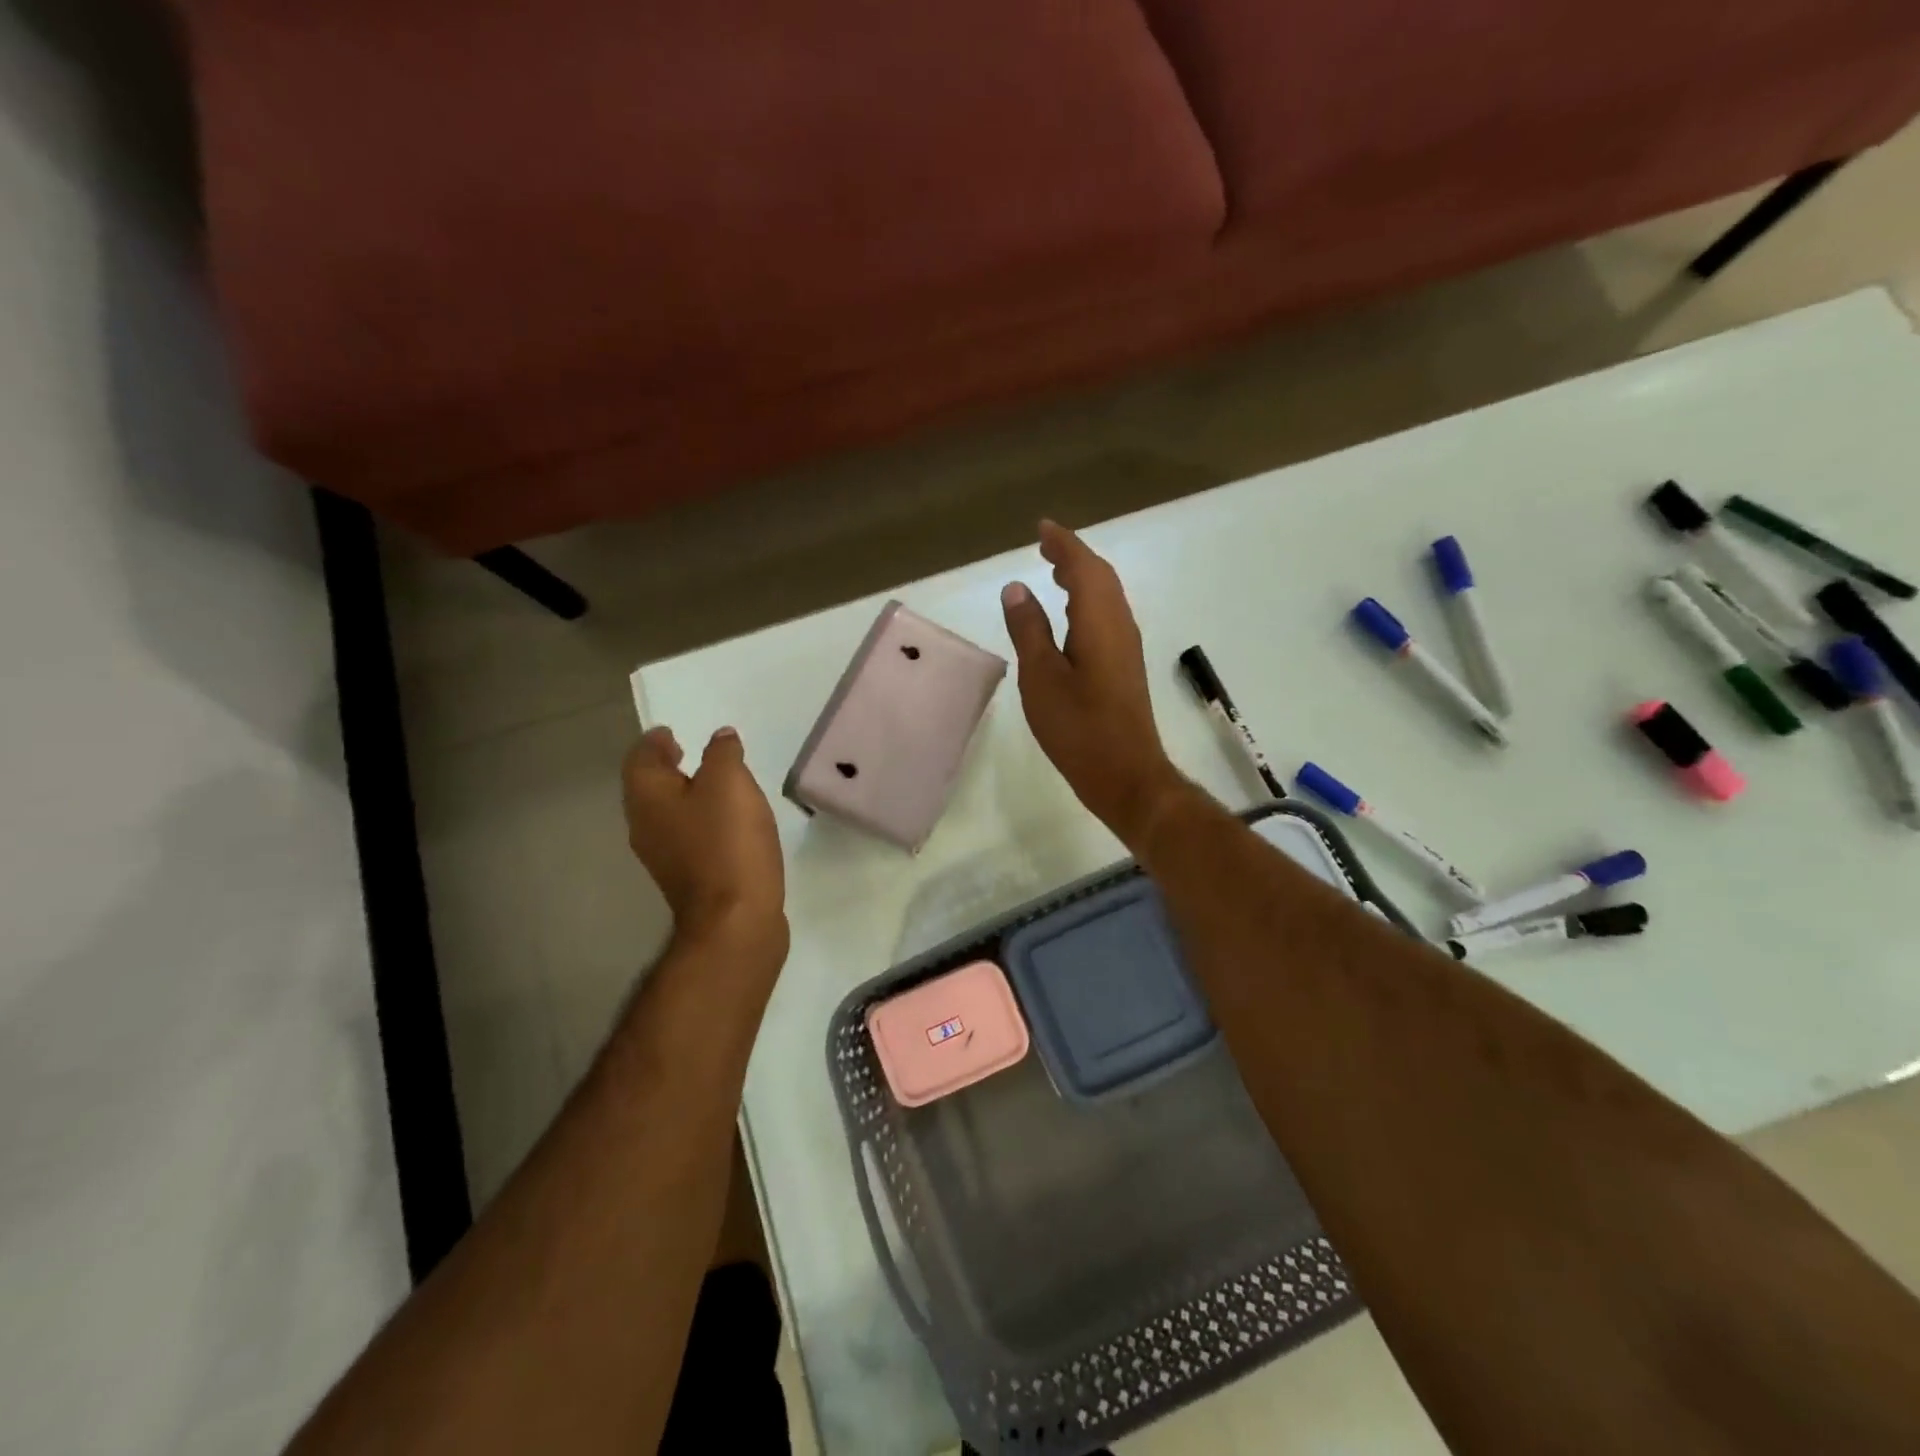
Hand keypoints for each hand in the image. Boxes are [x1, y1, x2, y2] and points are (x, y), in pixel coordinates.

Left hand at [622, 726, 787, 964]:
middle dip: (665, 768)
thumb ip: (723, 754)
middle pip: (647, 788)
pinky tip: (725, 822)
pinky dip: (699, 821)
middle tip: (688, 752)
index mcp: (647, 797)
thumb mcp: (730, 782)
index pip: (640, 758)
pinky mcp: (688, 878)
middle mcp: (645, 826)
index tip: (671, 732)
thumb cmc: (727, 842)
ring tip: (712, 784)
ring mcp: (664, 856)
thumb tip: (719, 738)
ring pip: (666, 814)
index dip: (655, 741)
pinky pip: (686, 837)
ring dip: (683, 795)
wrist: (736, 919)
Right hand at [1001, 521, 1187, 844]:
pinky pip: (1107, 617)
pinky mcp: (1124, 667)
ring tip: (1055, 571)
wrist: (1126, 774)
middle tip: (1046, 546)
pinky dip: (1088, 602)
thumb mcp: (1041, 677)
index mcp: (1098, 621)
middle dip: (1074, 557)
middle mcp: (1119, 625)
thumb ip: (1029, 629)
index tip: (1042, 528)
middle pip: (1100, 577)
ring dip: (1083, 578)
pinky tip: (1071, 618)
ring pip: (1107, 597)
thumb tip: (1017, 587)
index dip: (1063, 544)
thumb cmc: (1078, 727)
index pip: (1083, 567)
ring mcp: (1126, 647)